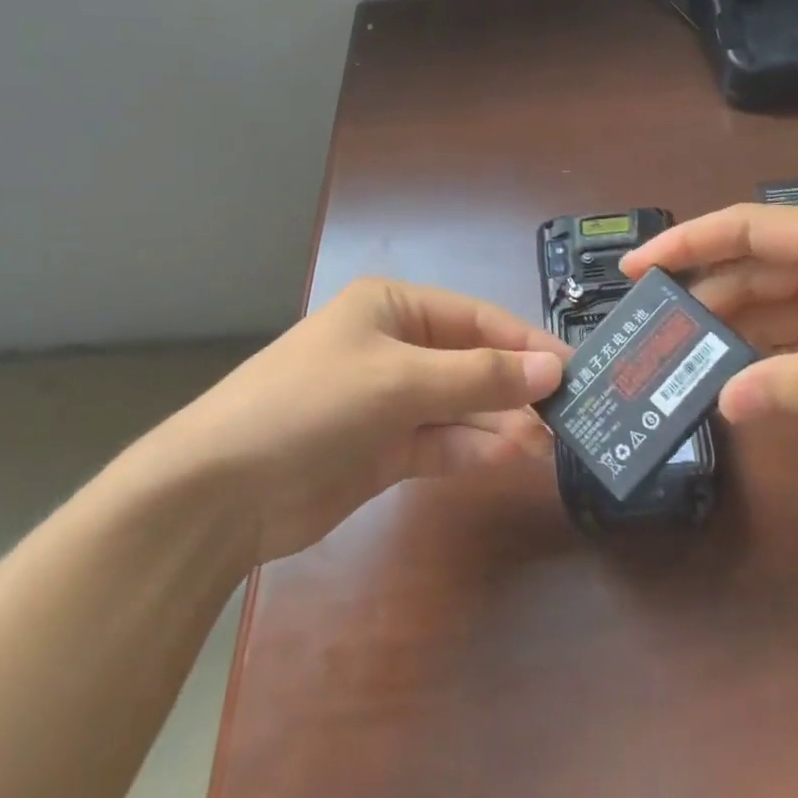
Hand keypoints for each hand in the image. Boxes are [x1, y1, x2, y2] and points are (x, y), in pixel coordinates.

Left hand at [161, 279, 564, 563]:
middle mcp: (394, 347)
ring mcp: (388, 402)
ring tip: (549, 444)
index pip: (475, 318)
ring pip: (461, 407)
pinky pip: (441, 443)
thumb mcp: (399, 380)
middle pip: (471, 363)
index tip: (575, 369)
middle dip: (516, 387)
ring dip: (500, 422)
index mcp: (392, 307)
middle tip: (570, 416)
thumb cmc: (312, 403)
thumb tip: (553, 369)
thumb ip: (479, 377)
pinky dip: (473, 450)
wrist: (223, 490)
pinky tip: (508, 458)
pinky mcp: (383, 451)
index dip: (525, 342)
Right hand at [621, 204, 797, 467]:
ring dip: (731, 332)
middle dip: (702, 297)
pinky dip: (768, 358)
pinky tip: (737, 378)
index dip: (686, 243)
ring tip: (680, 360)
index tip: (636, 268)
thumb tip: (723, 403)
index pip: (746, 228)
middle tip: (650, 332)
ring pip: (773, 308)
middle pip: (752, 270)